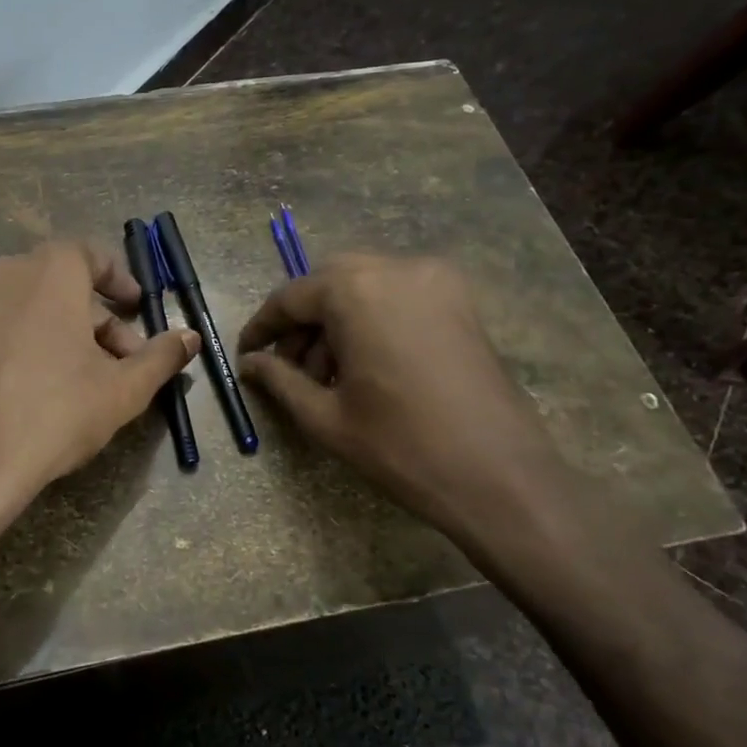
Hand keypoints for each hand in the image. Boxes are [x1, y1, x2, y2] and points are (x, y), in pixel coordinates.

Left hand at [0, 240, 198, 505]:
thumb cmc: (58, 409)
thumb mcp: (124, 388)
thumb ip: (161, 356)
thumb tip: (191, 337)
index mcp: (48, 270)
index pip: (90, 254)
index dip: (120, 280)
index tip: (139, 307)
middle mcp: (6, 273)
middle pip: (64, 285)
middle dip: (101, 320)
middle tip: (126, 362)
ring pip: (35, 307)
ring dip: (69, 333)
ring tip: (94, 380)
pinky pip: (6, 325)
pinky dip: (34, 341)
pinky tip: (51, 387)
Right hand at [237, 255, 569, 555]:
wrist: (500, 478)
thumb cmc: (401, 447)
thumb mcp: (325, 417)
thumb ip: (279, 380)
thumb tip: (249, 364)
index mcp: (357, 291)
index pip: (291, 296)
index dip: (263, 327)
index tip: (246, 354)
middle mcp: (397, 269)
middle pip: (328, 282)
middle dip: (302, 321)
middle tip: (287, 366)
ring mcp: (436, 281)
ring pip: (364, 286)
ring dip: (336, 321)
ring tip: (326, 376)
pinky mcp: (460, 302)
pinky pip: (397, 296)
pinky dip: (371, 318)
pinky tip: (364, 364)